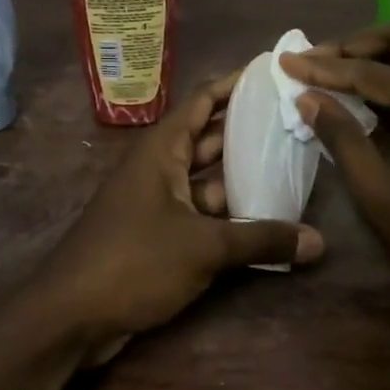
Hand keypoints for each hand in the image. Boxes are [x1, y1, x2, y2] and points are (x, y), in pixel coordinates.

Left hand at [31, 70, 323, 360]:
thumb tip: (319, 241)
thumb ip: (261, 240)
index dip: (236, 84)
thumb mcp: (204, 248)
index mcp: (161, 150)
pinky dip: (229, 213)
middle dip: (249, 130)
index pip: (203, 100)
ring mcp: (157, 201)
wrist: (70, 315)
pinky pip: (201, 212)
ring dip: (243, 176)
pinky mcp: (157, 233)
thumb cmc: (134, 261)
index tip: (274, 73)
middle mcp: (159, 167)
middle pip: (209, 137)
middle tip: (295, 122)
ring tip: (292, 166)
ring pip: (207, 178)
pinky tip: (266, 219)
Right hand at [279, 22, 389, 316]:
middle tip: (317, 60)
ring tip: (338, 71)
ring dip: (382, 54)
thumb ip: (343, 138)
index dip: (326, 67)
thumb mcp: (380, 196)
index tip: (287, 60)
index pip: (374, 72)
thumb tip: (306, 97)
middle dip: (357, 44)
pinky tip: (376, 92)